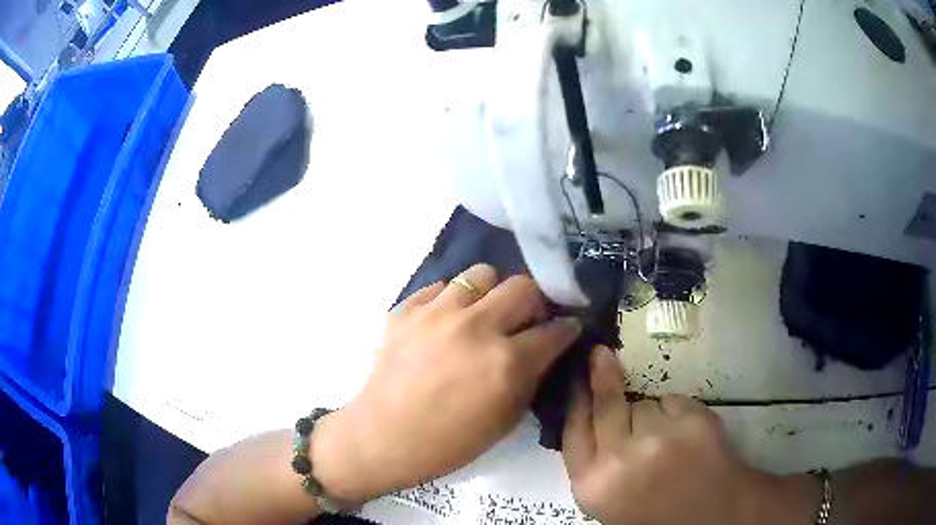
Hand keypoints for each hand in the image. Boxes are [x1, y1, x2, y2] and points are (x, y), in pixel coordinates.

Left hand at [313, 264, 581, 502]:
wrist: (383, 437)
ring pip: (481, 274)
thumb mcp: (505, 420)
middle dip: (536, 301)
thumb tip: (545, 349)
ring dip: (492, 293)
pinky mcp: (407, 310)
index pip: (555, 329)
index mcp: (506, 362)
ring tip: (484, 313)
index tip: (567, 329)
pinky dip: (451, 299)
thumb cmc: (448, 442)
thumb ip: (531, 378)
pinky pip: (440, 287)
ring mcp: (437, 313)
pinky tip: (447, 321)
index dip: (568, 328)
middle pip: (523, 286)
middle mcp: (476, 327)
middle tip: (527, 319)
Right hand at [562, 346, 812, 524]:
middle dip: (602, 377)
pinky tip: (685, 435)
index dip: (575, 400)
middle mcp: (620, 459)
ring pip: (644, 404)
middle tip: (600, 354)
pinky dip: (677, 412)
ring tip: (665, 441)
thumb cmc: (654, 511)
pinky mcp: (693, 420)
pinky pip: (673, 401)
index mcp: (593, 485)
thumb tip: (589, 415)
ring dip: (650, 415)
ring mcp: (659, 437)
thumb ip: (596, 463)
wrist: (711, 514)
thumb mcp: (609, 498)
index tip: (576, 376)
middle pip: (606, 404)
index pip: (573, 430)